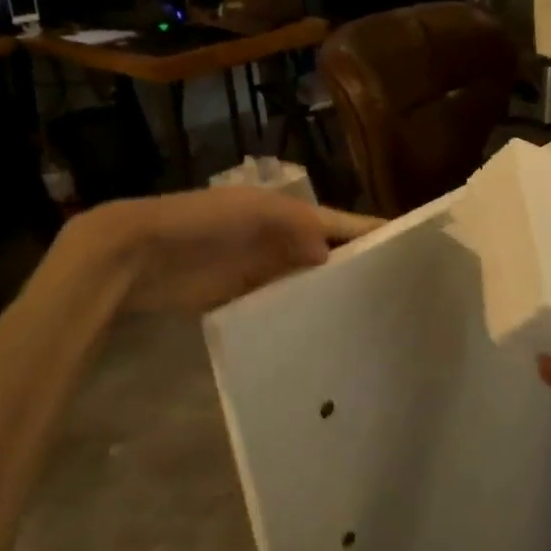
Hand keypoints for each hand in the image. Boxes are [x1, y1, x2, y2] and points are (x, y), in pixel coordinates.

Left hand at [69, 187, 378, 314]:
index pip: (344, 225)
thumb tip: (336, 255)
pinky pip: (283, 307)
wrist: (137, 255)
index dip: (374, 235)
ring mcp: (264, 271)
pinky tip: (323, 336)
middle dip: (360, 272)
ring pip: (310, 284)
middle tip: (398, 303)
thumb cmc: (201, 224)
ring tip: (370, 325)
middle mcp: (284, 242)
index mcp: (291, 214)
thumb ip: (298, 227)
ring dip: (333, 298)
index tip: (413, 256)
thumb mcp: (254, 213)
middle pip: (332, 256)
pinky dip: (302, 317)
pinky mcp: (244, 299)